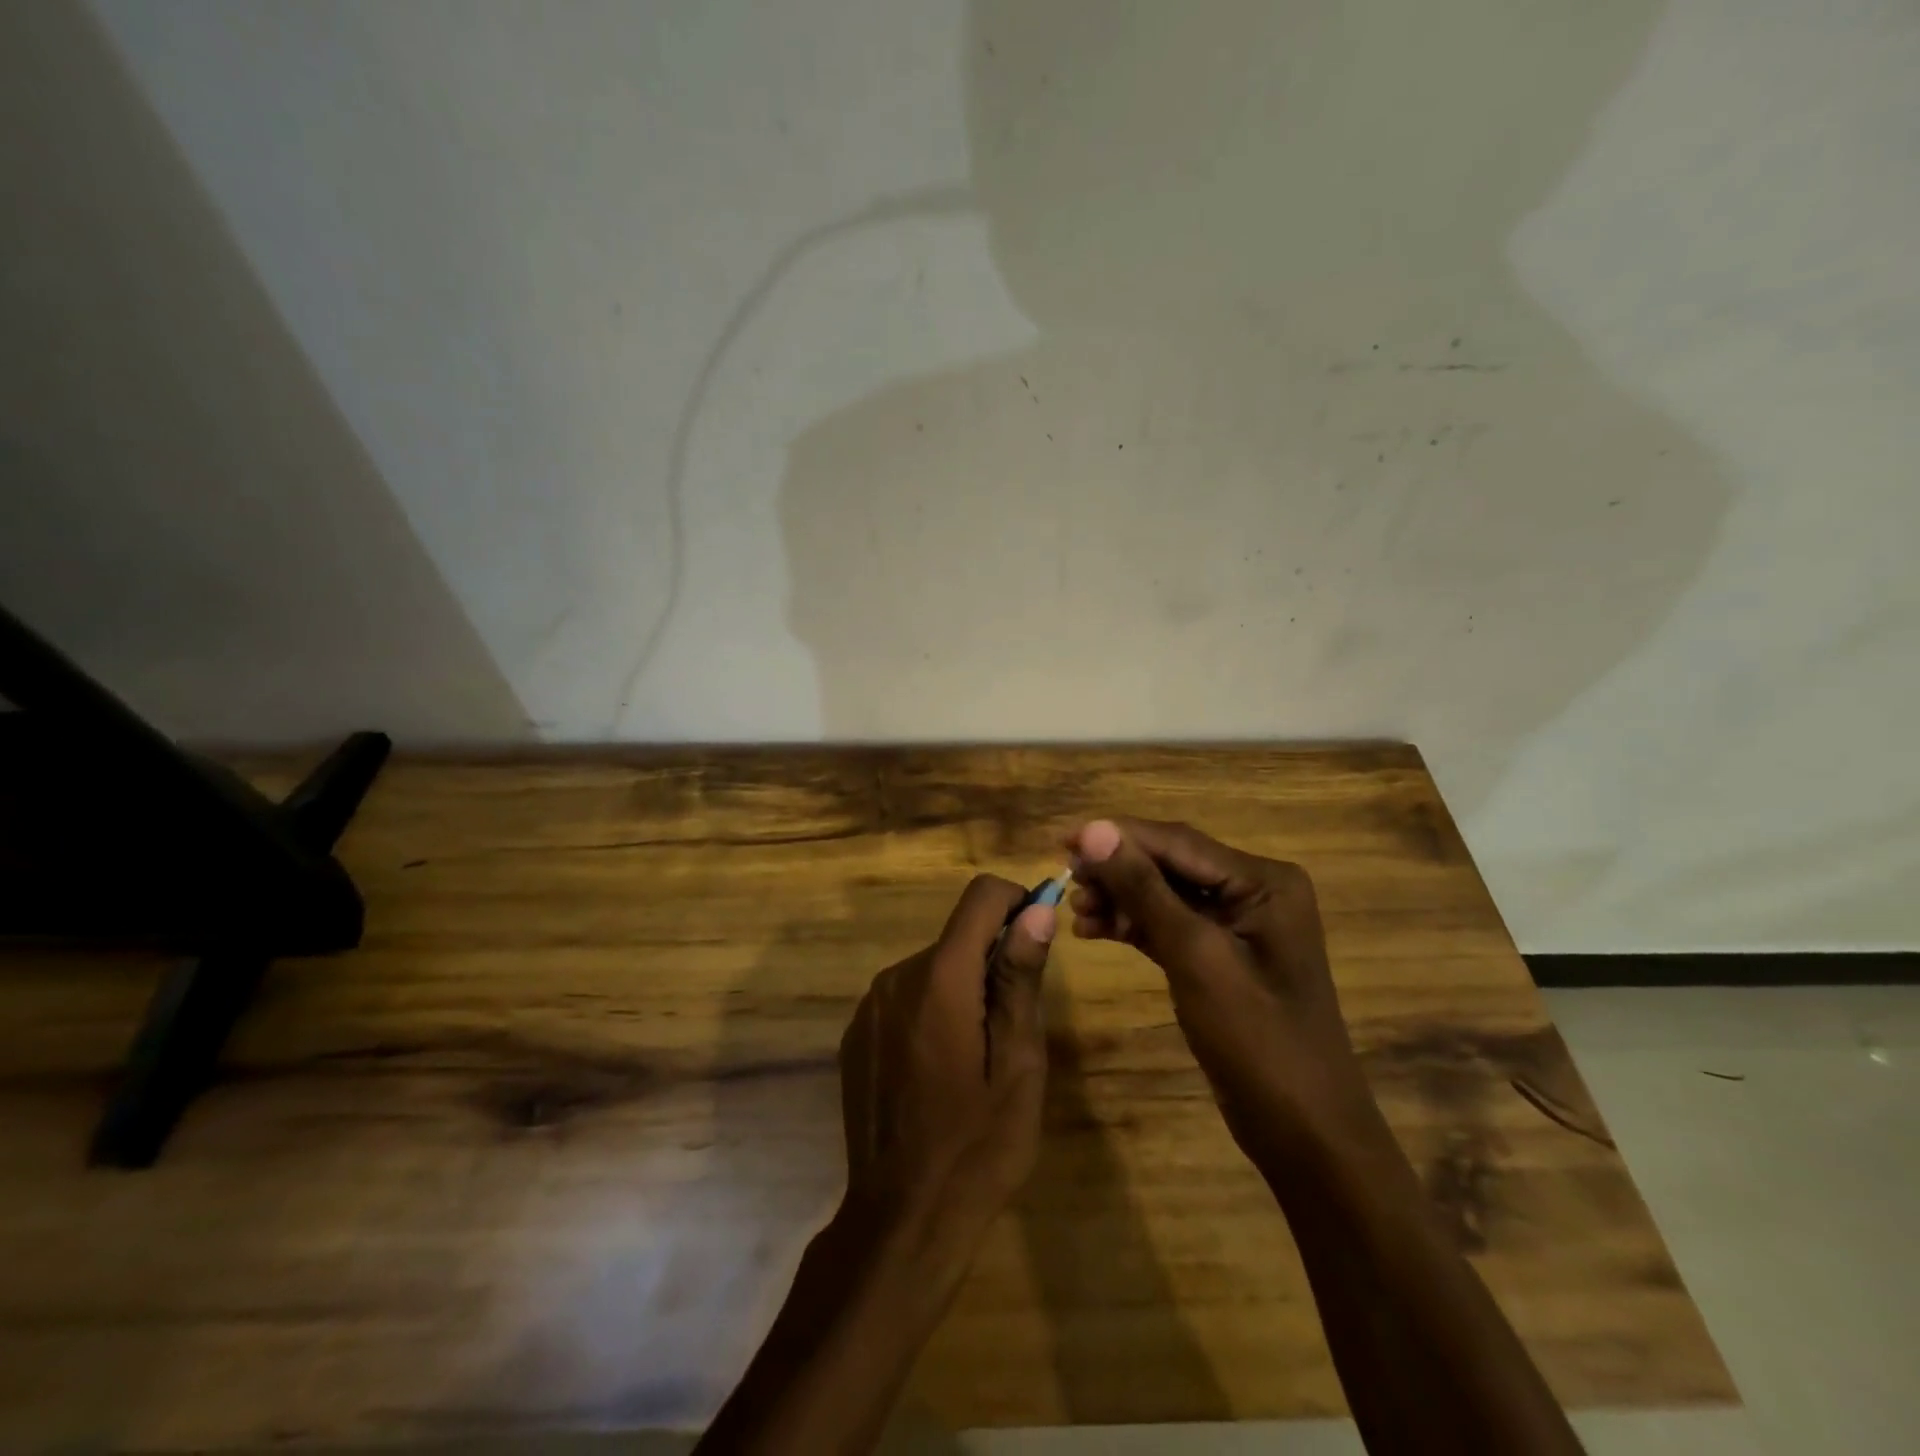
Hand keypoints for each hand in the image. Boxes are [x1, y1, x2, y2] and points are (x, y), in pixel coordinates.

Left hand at [837, 875, 1056, 1243]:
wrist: (901, 1219)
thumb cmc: (978, 1145)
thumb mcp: (1019, 1063)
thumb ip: (1020, 977)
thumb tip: (1038, 909)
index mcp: (940, 977)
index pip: (981, 896)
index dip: (1017, 903)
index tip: (1036, 943)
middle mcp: (897, 976)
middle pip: (958, 936)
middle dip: (992, 960)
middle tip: (1013, 1026)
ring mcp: (869, 1005)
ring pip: (932, 967)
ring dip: (961, 988)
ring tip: (976, 1056)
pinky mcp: (856, 1032)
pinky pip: (905, 997)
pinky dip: (930, 1010)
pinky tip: (938, 1070)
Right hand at [1065, 818, 1371, 1158]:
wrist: (1303, 1132)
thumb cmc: (1257, 1039)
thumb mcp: (1195, 955)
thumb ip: (1144, 889)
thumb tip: (1094, 830)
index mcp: (1263, 881)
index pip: (1177, 842)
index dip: (1117, 836)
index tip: (1063, 839)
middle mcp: (1253, 892)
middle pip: (1169, 865)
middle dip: (1117, 870)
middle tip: (1064, 877)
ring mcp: (1237, 926)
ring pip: (1164, 895)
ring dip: (1120, 898)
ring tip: (1075, 909)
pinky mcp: (1220, 957)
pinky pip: (1169, 926)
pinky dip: (1133, 926)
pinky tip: (1094, 929)